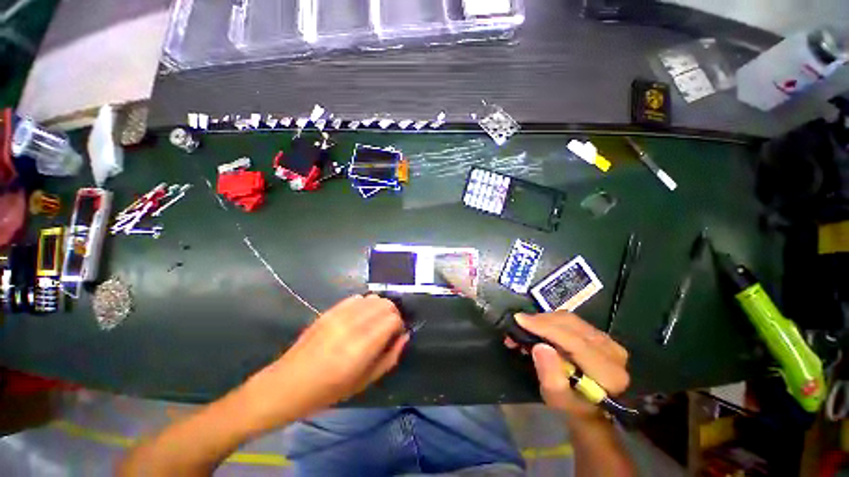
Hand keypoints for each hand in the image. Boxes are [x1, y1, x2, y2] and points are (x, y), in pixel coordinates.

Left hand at [244, 295, 408, 424]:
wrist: (288, 384)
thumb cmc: (328, 391)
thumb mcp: (365, 381)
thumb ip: (390, 357)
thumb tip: (405, 336)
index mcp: (361, 347)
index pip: (393, 319)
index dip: (399, 326)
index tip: (395, 336)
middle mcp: (352, 325)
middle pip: (385, 304)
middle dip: (392, 315)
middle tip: (387, 330)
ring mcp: (339, 315)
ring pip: (373, 298)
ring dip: (379, 308)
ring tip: (373, 323)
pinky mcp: (330, 310)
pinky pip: (358, 298)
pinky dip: (365, 305)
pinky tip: (359, 318)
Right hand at [507, 312, 629, 420]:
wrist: (592, 409)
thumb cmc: (571, 406)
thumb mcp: (556, 398)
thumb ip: (550, 374)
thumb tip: (539, 346)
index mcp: (608, 373)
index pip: (575, 342)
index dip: (546, 328)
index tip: (520, 320)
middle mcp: (613, 352)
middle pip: (571, 325)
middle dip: (541, 320)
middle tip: (518, 323)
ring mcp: (608, 341)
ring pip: (570, 319)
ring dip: (544, 319)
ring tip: (526, 326)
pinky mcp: (600, 336)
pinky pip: (571, 321)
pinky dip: (551, 320)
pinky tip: (539, 326)